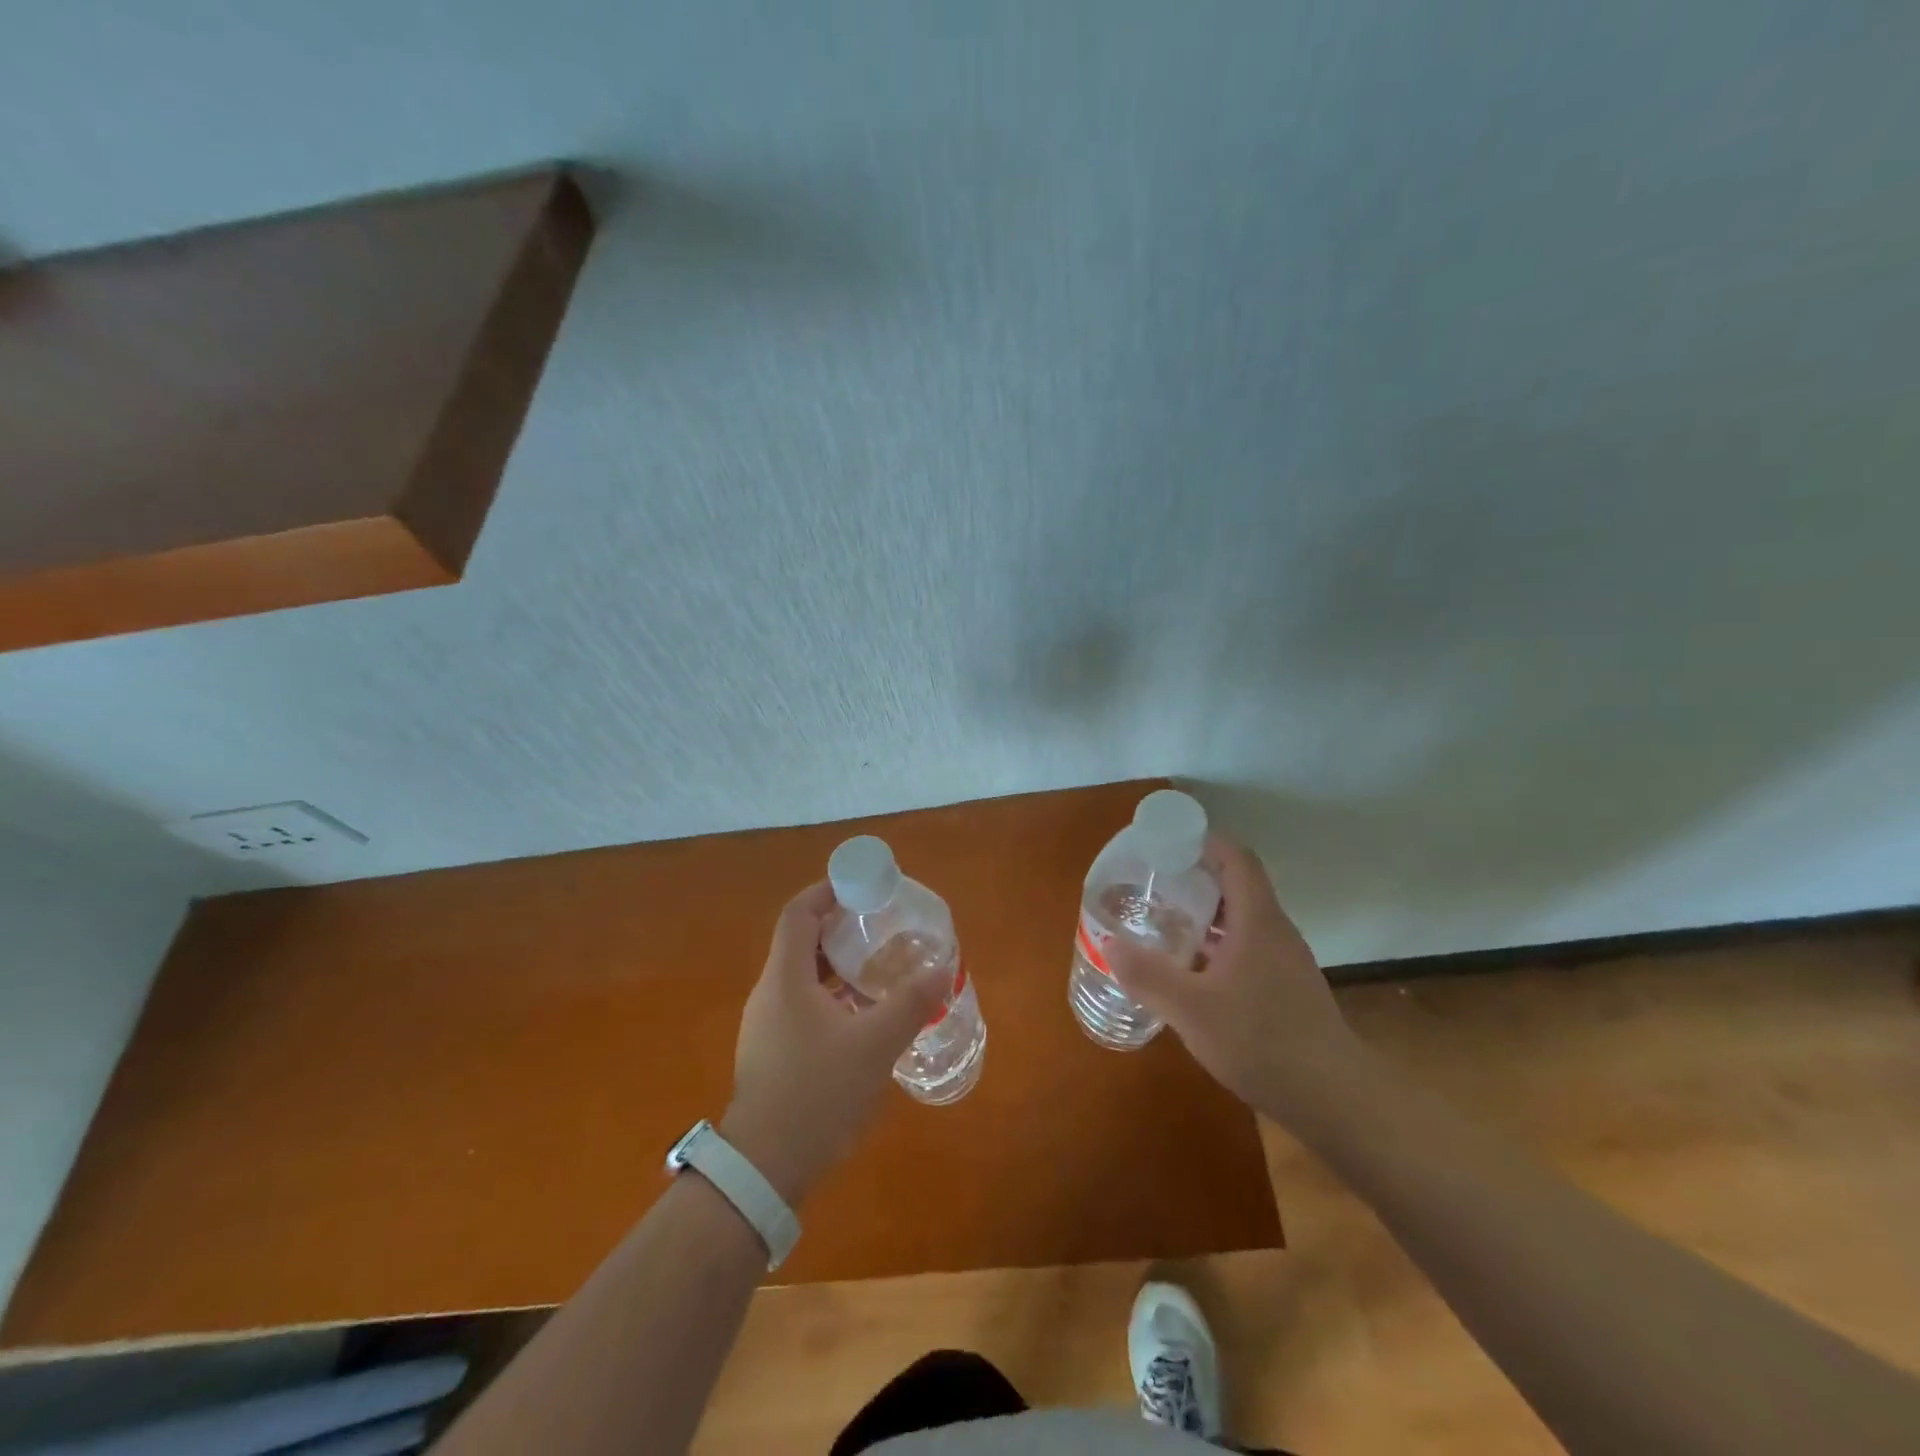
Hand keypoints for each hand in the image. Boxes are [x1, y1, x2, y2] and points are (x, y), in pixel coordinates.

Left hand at [719, 881, 949, 1204]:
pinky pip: (801, 1005)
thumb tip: (942, 969)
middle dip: (838, 927)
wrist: (765, 1168)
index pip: (799, 913)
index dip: (826, 891)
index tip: (860, 886)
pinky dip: (830, 996)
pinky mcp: (770, 1052)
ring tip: (877, 968)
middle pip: (800, 942)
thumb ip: (911, 1003)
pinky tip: (861, 1017)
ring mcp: (766, 1025)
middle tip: (879, 925)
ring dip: (836, 965)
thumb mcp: (875, 1045)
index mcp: (785, 978)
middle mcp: (769, 993)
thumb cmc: (817, 1093)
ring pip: (801, 977)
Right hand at [1108, 835, 1361, 1124]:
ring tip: (1164, 923)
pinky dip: (1218, 944)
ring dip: (1205, 914)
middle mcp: (1274, 931)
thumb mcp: (1191, 1010)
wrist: (1335, 1099)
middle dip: (1194, 878)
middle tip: (1152, 885)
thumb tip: (1109, 943)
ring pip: (1241, 919)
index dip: (1203, 842)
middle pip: (1236, 885)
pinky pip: (1248, 947)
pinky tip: (1193, 971)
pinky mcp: (1287, 987)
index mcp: (1257, 921)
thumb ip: (1148, 975)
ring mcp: (1285, 960)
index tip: (1166, 843)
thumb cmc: (1262, 1042)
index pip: (1235, 859)